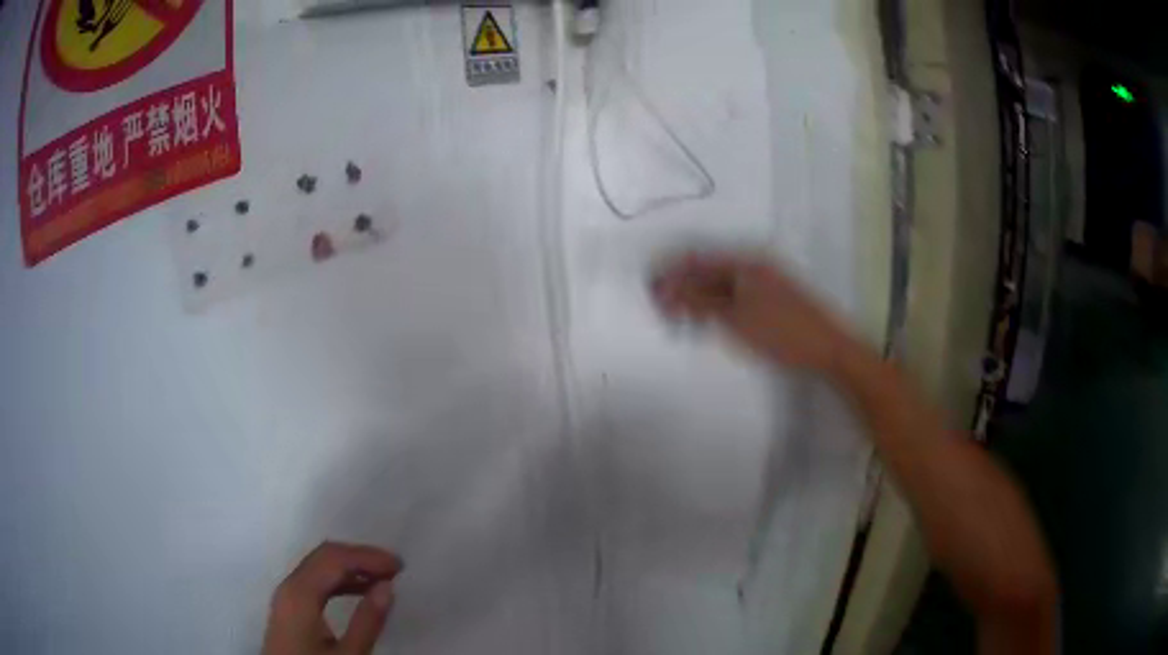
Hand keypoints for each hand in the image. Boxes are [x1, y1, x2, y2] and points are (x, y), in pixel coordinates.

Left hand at [262, 542, 402, 654]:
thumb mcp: (348, 654)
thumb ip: (367, 621)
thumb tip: (387, 586)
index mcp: (300, 592)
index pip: (334, 558)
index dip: (367, 556)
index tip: (399, 566)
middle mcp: (289, 585)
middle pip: (324, 555)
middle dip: (360, 557)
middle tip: (394, 568)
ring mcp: (286, 595)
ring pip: (319, 566)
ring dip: (351, 567)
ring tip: (383, 578)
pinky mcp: (289, 607)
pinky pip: (315, 580)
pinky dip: (339, 579)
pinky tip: (359, 591)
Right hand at [651, 252, 851, 371]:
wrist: (830, 351)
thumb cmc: (783, 333)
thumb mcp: (736, 319)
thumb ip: (698, 301)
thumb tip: (664, 288)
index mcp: (744, 262)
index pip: (696, 260)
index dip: (670, 275)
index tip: (649, 295)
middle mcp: (753, 265)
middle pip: (706, 271)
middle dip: (681, 289)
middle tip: (662, 314)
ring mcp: (763, 283)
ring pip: (719, 285)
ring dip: (696, 300)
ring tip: (679, 322)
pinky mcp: (770, 300)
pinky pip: (733, 297)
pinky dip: (715, 309)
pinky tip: (706, 324)